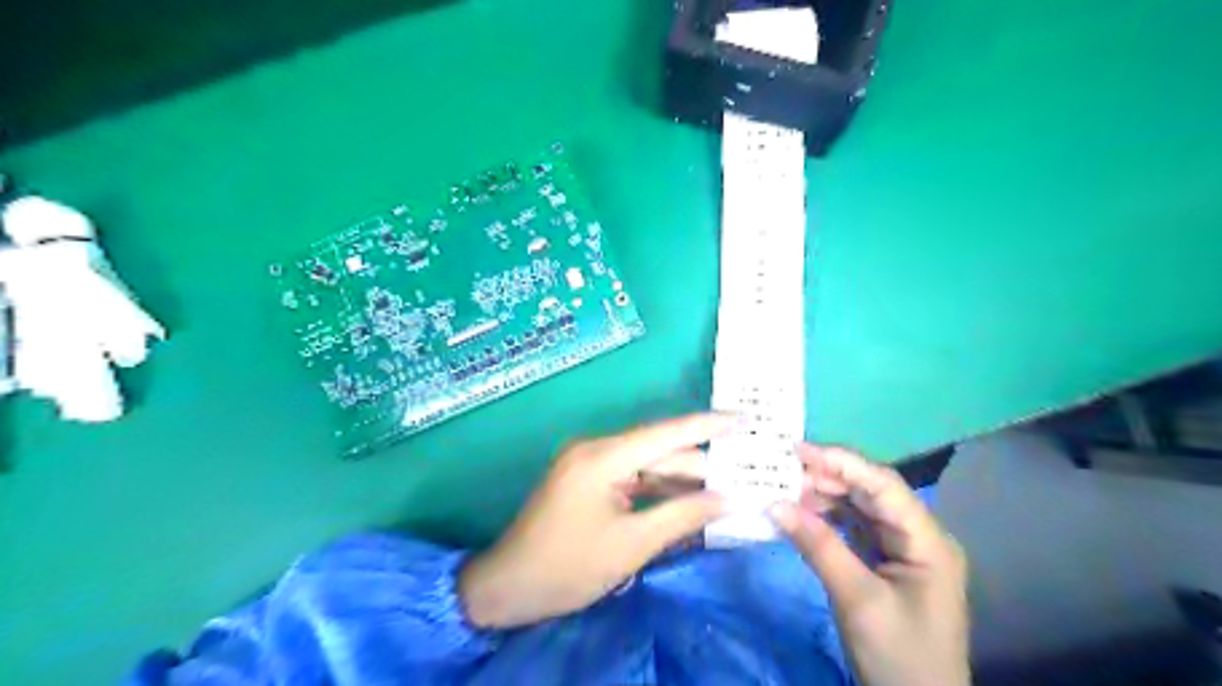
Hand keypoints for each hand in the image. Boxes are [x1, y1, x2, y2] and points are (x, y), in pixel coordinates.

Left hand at [455, 413, 722, 626]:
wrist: (507, 587)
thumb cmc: (568, 566)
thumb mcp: (632, 544)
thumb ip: (683, 516)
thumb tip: (730, 499)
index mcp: (603, 456)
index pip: (667, 433)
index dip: (709, 425)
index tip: (746, 419)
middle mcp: (598, 450)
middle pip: (661, 451)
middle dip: (703, 464)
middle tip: (748, 470)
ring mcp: (591, 464)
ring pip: (649, 466)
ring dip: (684, 480)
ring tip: (729, 488)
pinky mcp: (589, 481)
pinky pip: (634, 479)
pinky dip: (661, 491)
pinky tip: (691, 502)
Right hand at [773, 444, 963, 684]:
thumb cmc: (898, 655)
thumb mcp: (857, 600)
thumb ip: (818, 546)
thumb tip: (774, 503)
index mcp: (927, 540)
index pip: (883, 485)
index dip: (841, 462)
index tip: (797, 449)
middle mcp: (917, 536)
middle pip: (871, 492)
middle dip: (827, 477)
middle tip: (782, 470)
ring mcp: (901, 549)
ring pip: (860, 508)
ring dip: (824, 497)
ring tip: (785, 488)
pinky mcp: (884, 563)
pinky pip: (853, 529)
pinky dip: (826, 519)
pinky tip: (801, 513)